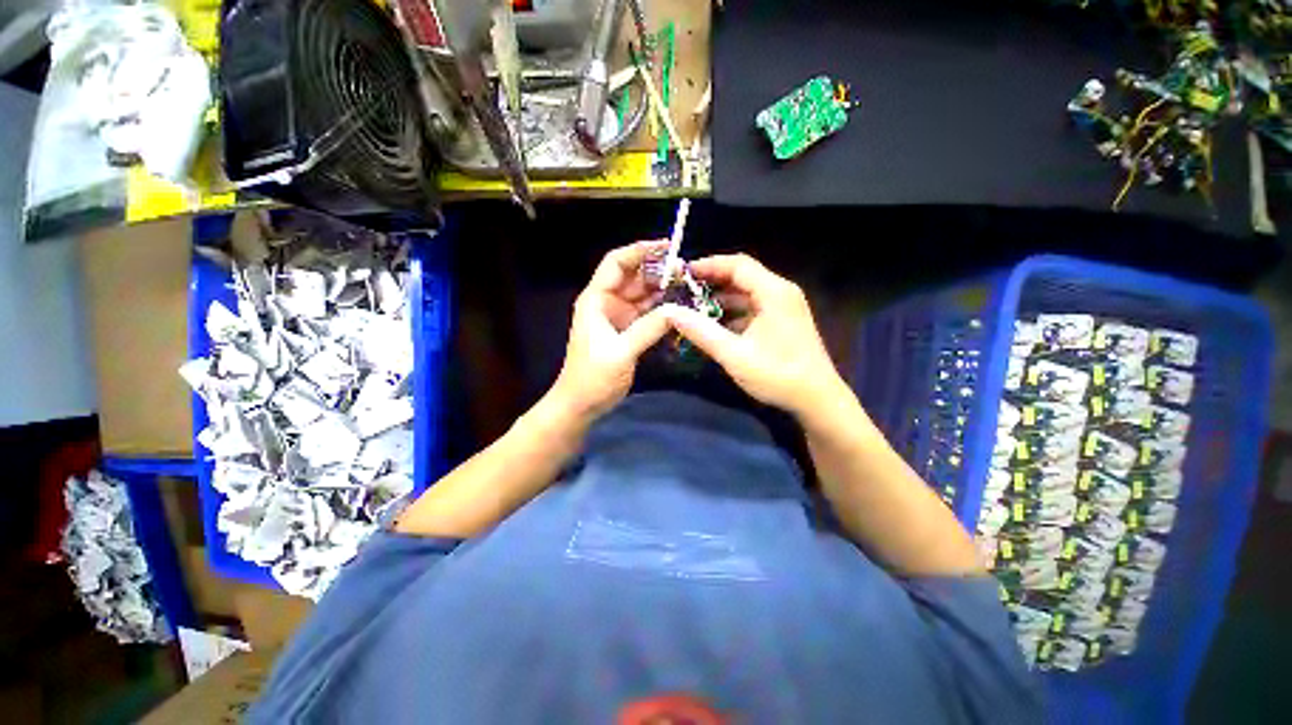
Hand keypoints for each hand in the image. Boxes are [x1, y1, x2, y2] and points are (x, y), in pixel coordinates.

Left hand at [550, 241, 671, 421]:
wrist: (581, 404)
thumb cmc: (593, 377)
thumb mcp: (621, 352)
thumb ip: (648, 329)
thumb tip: (677, 310)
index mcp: (596, 300)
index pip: (616, 263)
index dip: (640, 251)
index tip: (668, 246)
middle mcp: (606, 302)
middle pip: (632, 276)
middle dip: (657, 270)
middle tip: (685, 272)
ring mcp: (617, 316)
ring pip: (641, 294)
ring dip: (661, 288)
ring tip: (687, 286)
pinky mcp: (626, 330)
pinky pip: (646, 312)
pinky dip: (660, 308)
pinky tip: (678, 306)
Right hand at [664, 253, 846, 419]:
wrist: (818, 400)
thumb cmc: (778, 375)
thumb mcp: (734, 354)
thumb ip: (701, 331)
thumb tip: (670, 312)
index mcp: (773, 292)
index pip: (738, 265)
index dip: (709, 265)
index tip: (683, 273)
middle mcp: (781, 293)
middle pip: (742, 277)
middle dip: (712, 283)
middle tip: (684, 292)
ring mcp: (784, 308)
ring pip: (747, 294)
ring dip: (721, 300)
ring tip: (693, 309)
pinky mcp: (783, 322)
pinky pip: (753, 309)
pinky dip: (733, 314)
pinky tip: (715, 327)